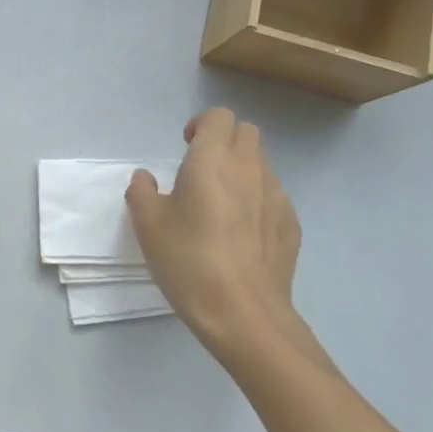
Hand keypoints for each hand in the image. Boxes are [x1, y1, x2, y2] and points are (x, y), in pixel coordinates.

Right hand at [125, 107, 324, 364]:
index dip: (201, 125)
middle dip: (225, 141)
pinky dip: (258, 201)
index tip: (185, 147)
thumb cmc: (189, 262)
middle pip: (246, 132)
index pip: (218, 116)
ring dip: (242, 171)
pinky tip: (243, 234)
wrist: (244, 315)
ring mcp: (276, 196)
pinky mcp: (291, 225)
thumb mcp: (148, 226)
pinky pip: (274, 197)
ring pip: (262, 164)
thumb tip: (146, 178)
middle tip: (202, 170)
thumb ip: (142, 192)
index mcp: (212, 160)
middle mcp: (249, 168)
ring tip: (222, 205)